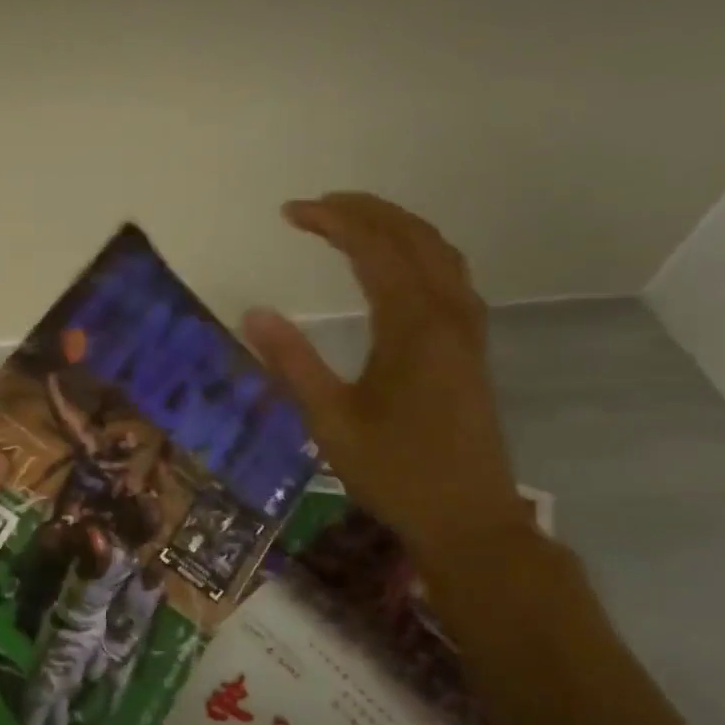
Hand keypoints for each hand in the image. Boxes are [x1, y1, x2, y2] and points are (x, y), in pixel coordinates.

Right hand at [243, 193, 528, 558]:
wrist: (469, 519)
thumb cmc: (394, 472)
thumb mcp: (330, 420)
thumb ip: (292, 363)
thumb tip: (253, 312)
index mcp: (413, 326)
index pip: (373, 249)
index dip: (332, 221)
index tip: (290, 212)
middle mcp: (448, 314)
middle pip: (412, 238)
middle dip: (365, 211)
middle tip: (317, 204)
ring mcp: (467, 329)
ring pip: (439, 252)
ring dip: (396, 226)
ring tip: (353, 220)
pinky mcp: (472, 347)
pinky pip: (450, 275)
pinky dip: (420, 251)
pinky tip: (398, 265)